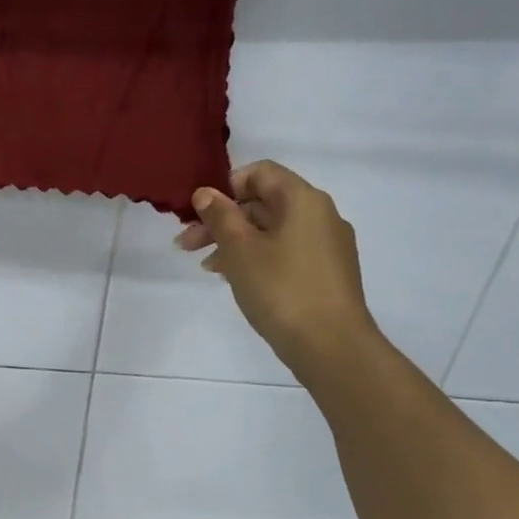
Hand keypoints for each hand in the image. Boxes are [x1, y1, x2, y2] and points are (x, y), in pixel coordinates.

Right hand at [176, 161, 377, 375]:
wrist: (331, 345)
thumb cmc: (281, 289)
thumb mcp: (240, 250)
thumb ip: (220, 216)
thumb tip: (206, 192)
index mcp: (303, 199)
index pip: (261, 172)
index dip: (226, 187)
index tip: (200, 214)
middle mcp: (321, 215)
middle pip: (265, 203)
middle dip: (223, 220)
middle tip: (187, 245)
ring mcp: (328, 246)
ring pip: (273, 230)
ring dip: (236, 242)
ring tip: (208, 268)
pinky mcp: (328, 273)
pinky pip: (287, 252)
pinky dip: (258, 258)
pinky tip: (237, 280)